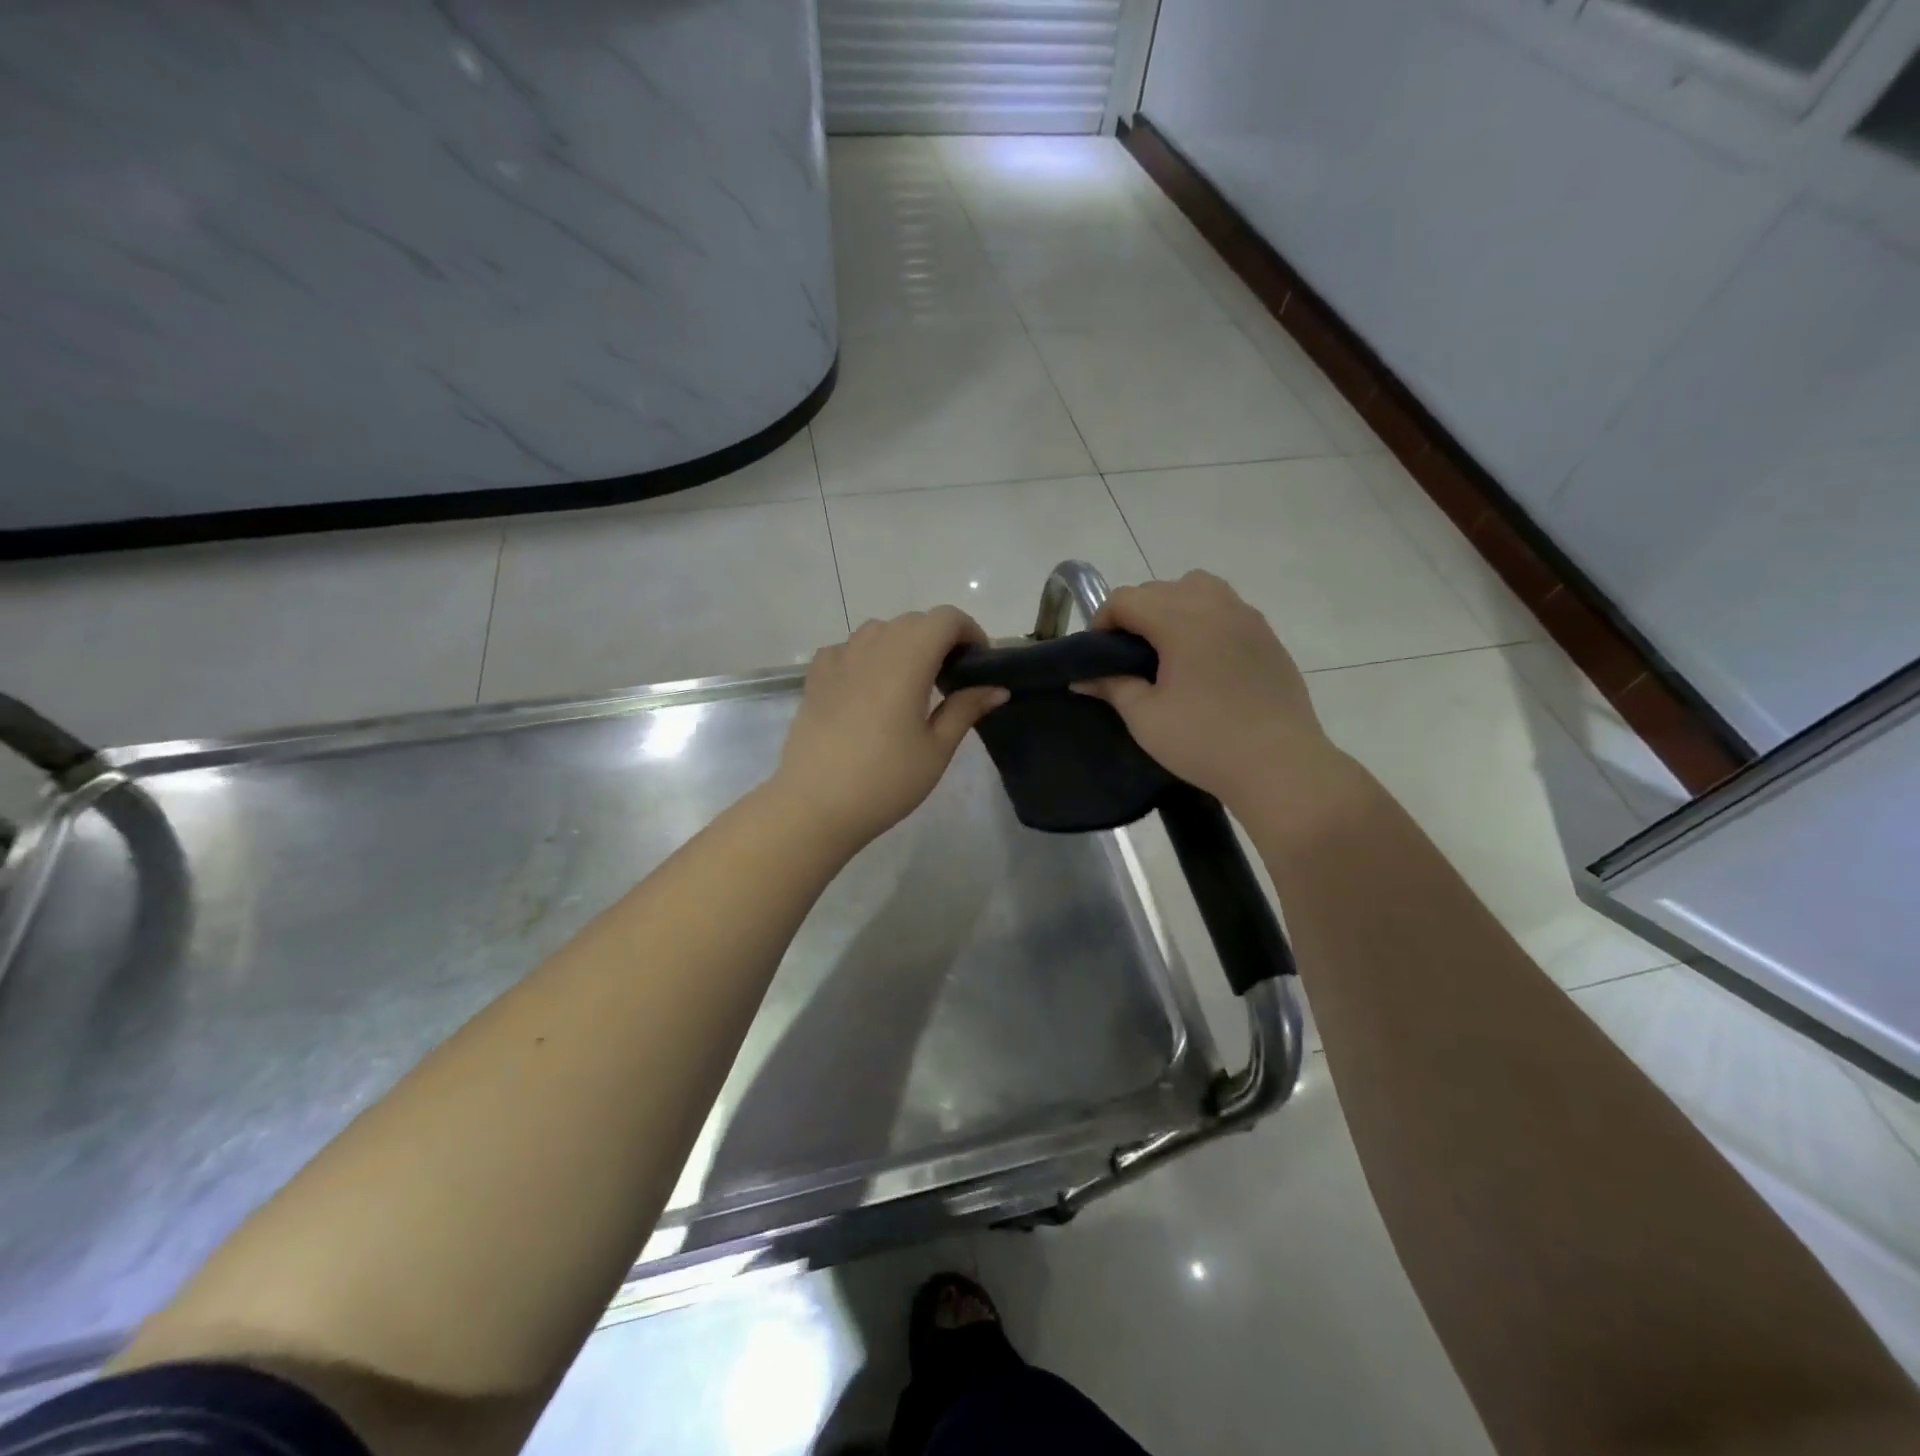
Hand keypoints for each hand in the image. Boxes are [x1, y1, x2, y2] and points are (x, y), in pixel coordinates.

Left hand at [771, 608, 1007, 849]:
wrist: (815, 805)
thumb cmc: (886, 780)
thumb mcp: (936, 748)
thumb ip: (966, 709)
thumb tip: (996, 688)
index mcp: (907, 659)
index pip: (945, 619)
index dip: (969, 631)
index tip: (978, 663)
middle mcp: (872, 647)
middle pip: (913, 622)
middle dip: (939, 639)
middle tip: (951, 680)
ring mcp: (838, 659)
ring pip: (879, 631)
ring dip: (903, 645)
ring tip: (911, 684)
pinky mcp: (816, 677)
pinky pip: (848, 648)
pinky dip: (868, 656)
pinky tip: (870, 688)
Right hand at [1074, 572, 1344, 809]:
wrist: (1279, 764)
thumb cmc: (1204, 741)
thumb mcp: (1145, 717)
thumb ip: (1112, 687)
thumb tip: (1082, 678)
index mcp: (1180, 620)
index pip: (1126, 598)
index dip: (1102, 621)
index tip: (1098, 655)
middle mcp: (1215, 605)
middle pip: (1160, 588)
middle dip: (1135, 613)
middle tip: (1127, 656)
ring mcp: (1247, 617)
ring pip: (1198, 588)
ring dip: (1172, 606)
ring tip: (1167, 648)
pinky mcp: (1267, 635)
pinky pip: (1226, 608)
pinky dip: (1204, 618)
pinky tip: (1202, 660)